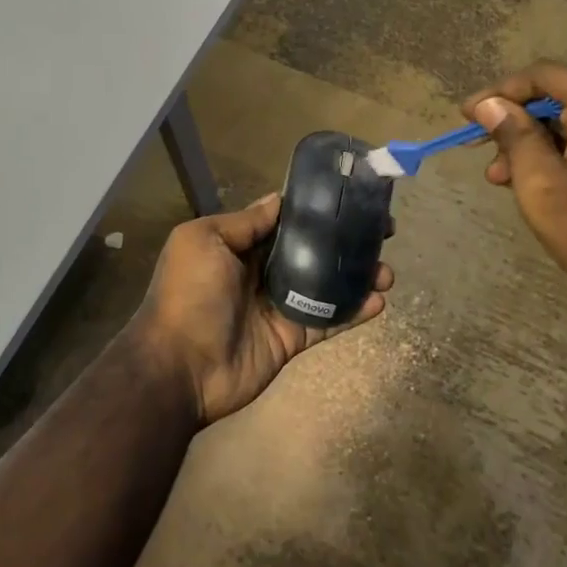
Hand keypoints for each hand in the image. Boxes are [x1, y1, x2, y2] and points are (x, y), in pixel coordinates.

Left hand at [128, 192, 392, 425]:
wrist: (179, 367)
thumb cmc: (189, 294)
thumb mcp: (204, 241)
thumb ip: (244, 222)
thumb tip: (278, 199)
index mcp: (239, 246)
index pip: (285, 222)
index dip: (317, 211)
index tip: (351, 198)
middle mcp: (261, 272)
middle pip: (312, 250)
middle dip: (345, 240)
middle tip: (383, 231)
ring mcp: (279, 306)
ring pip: (326, 285)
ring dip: (357, 275)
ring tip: (387, 270)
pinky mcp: (292, 338)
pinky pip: (327, 321)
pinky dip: (354, 312)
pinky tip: (379, 301)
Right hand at [463, 62, 566, 329]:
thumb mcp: (541, 185)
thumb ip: (513, 136)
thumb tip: (488, 104)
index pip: (547, 76)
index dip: (502, 92)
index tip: (468, 114)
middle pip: (565, 98)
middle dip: (519, 124)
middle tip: (486, 155)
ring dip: (540, 143)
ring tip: (504, 178)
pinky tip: (541, 179)